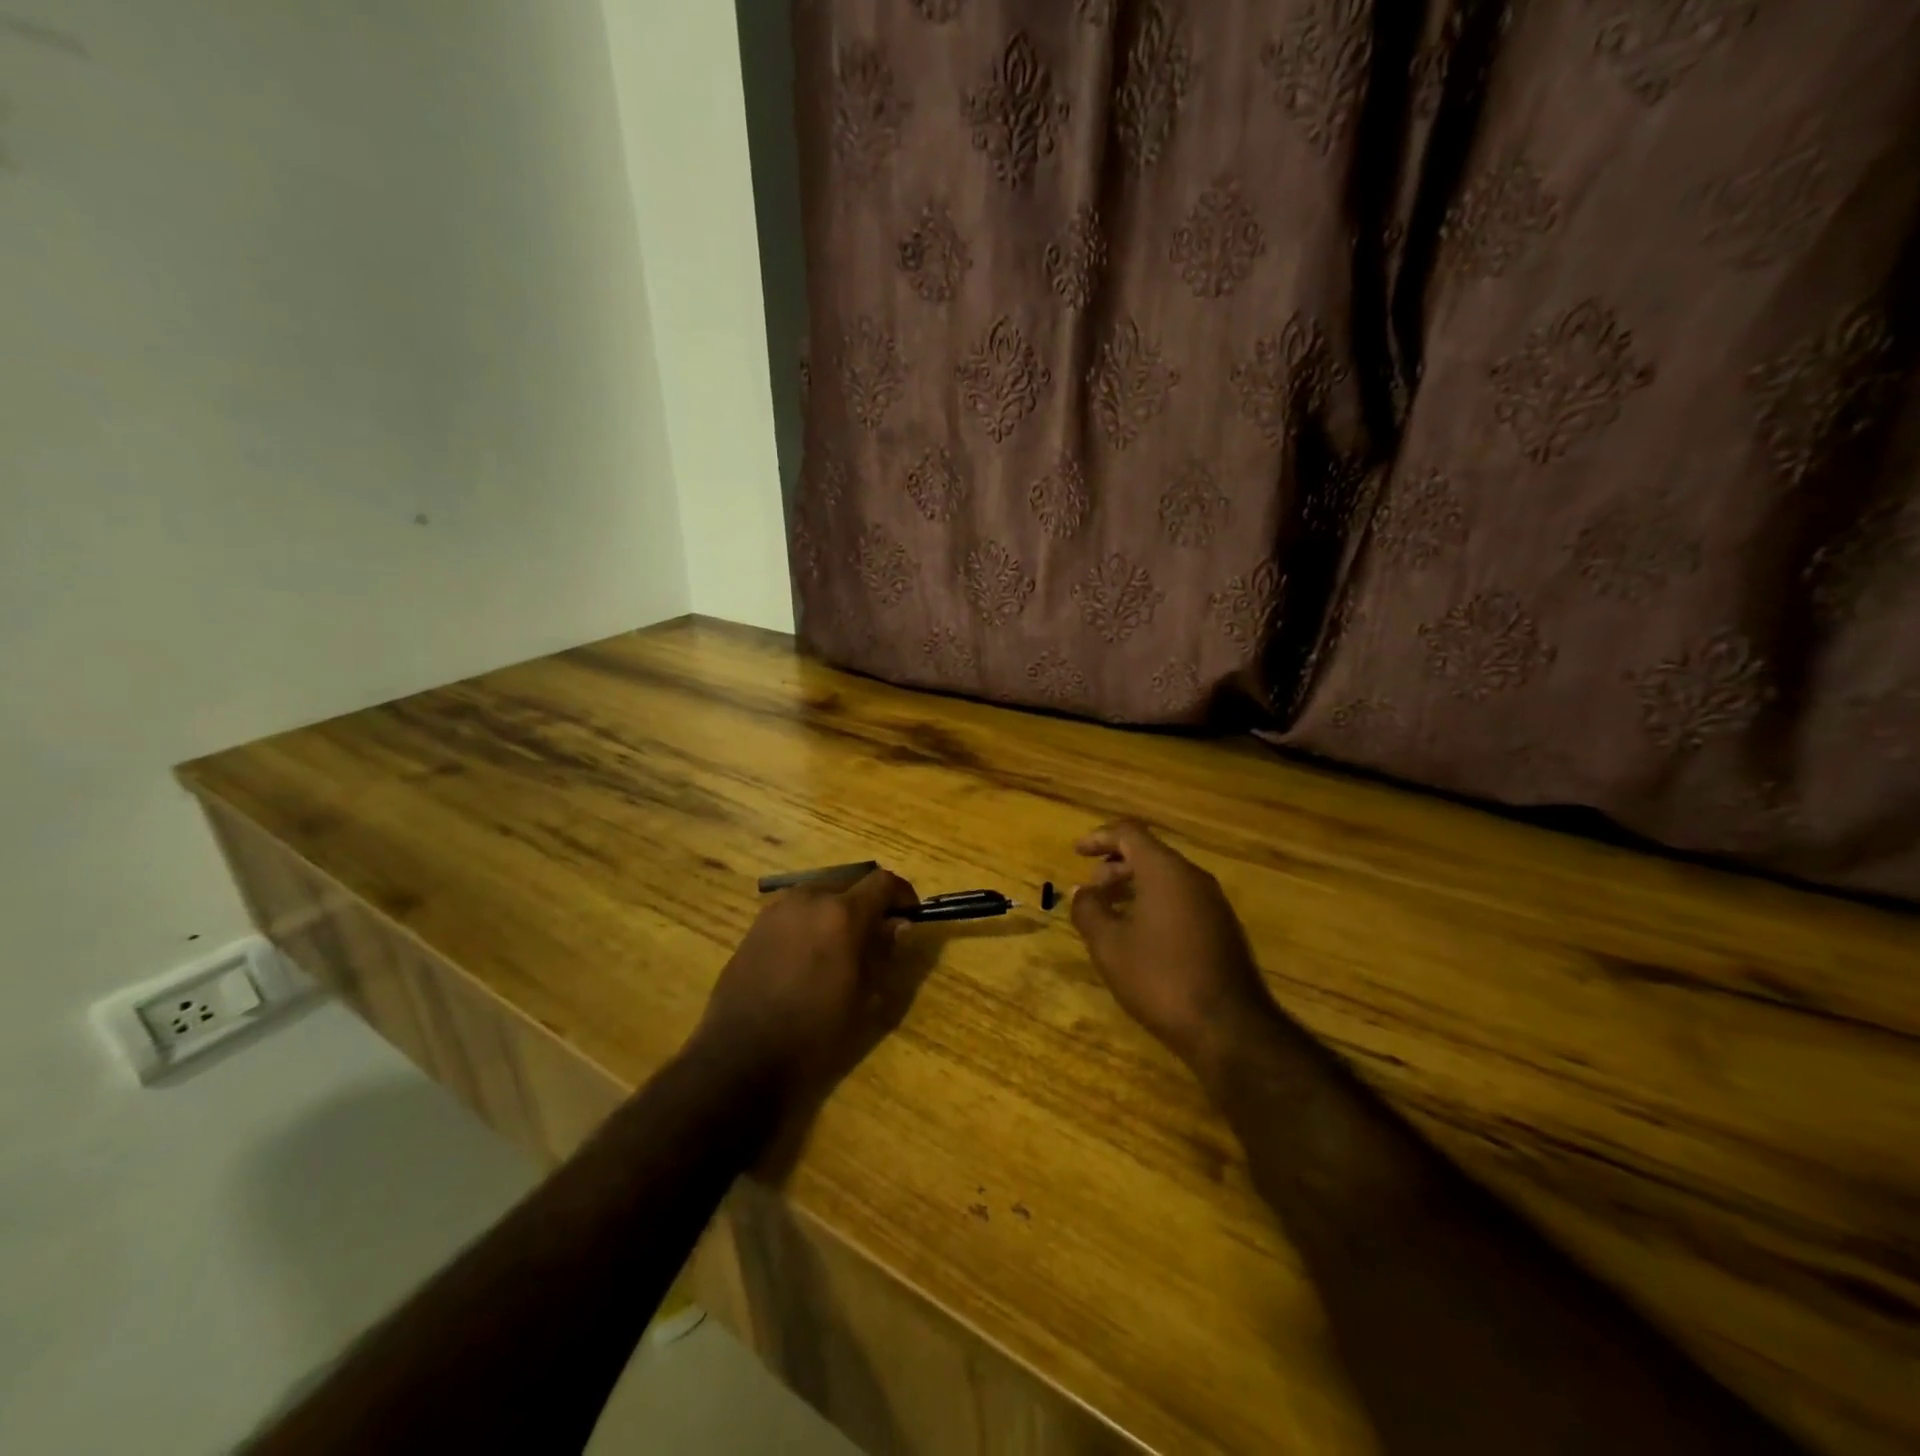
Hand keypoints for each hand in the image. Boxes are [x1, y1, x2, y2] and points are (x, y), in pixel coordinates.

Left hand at [692, 868, 919, 1103]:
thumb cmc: (815, 1032)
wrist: (742, 1058)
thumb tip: (897, 926)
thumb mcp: (864, 997)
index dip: (902, 894)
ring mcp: (776, 911)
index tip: (911, 914)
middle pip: (849, 883)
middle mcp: (808, 899)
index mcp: (842, 913)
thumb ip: (882, 952)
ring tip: (842, 945)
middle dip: (868, 901)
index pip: (882, 882)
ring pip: (819, 895)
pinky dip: (810, 922)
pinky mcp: (754, 928)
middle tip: (878, 932)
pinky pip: (793, 913)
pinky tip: (809, 956)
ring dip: (837, 910)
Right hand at [1071, 819, 1273, 1076]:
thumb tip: (1081, 891)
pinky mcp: (1223, 929)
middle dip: (1115, 866)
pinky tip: (1139, 936)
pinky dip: (1154, 904)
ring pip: (1167, 879)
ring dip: (1134, 887)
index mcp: (1166, 871)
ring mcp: (1214, 904)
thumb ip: (1089, 910)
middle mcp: (1194, 878)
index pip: (1130, 833)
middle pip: (1150, 854)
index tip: (1077, 852)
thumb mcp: (1109, 945)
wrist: (1230, 1029)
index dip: (1100, 837)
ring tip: (1110, 914)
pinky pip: (1181, 900)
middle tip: (1091, 890)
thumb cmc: (1160, 978)